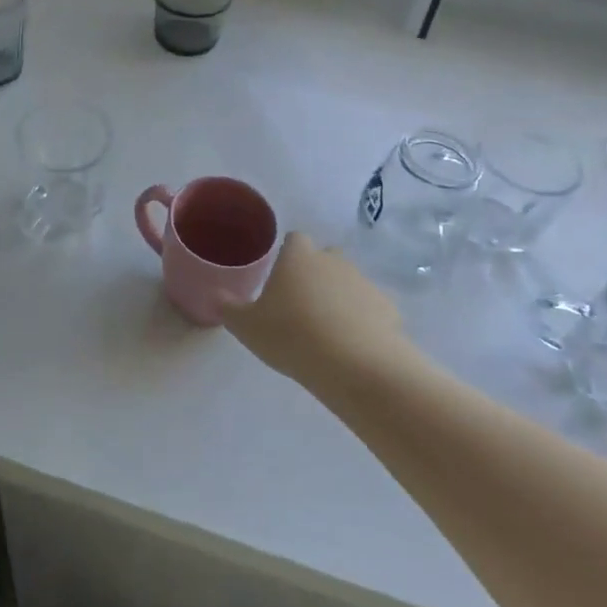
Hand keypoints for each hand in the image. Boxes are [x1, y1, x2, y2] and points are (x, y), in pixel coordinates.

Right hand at [222, 233, 413, 398]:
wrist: (356, 366)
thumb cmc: (292, 336)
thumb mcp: (247, 327)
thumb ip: (229, 308)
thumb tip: (216, 295)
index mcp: (298, 257)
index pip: (294, 240)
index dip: (287, 256)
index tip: (280, 280)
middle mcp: (333, 261)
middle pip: (324, 258)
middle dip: (316, 275)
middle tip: (301, 307)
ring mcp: (365, 283)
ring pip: (349, 283)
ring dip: (340, 300)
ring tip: (327, 333)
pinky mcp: (390, 309)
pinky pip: (372, 310)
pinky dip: (364, 322)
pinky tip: (354, 347)